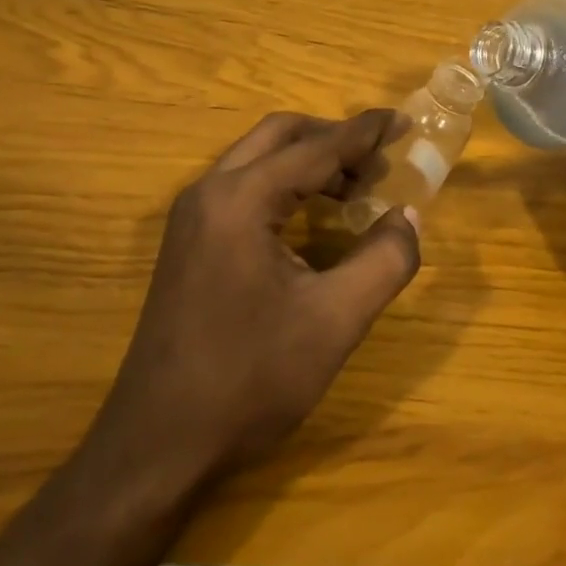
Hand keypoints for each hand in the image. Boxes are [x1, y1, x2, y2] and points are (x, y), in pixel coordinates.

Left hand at [88, 110, 421, 493]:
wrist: (157, 446)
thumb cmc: (249, 380)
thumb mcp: (334, 322)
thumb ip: (384, 261)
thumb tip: (408, 217)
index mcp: (241, 200)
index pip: (316, 148)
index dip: (365, 132)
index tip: (405, 120)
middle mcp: (210, 193)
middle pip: (280, 136)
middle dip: (334, 138)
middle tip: (381, 161)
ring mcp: (192, 218)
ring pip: (258, 160)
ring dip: (309, 161)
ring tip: (357, 190)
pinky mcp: (188, 243)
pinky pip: (243, 188)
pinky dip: (285, 185)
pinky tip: (313, 218)